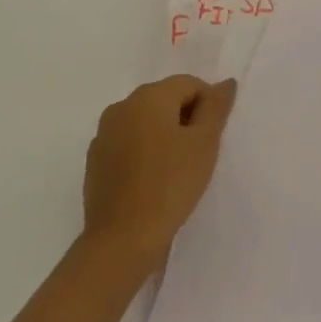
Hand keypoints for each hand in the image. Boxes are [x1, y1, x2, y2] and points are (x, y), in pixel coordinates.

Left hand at [82, 74, 237, 267]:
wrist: (122, 238)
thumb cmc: (170, 185)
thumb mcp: (204, 143)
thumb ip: (216, 107)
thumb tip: (225, 83)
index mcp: (148, 97)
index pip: (189, 84)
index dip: (208, 106)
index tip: (213, 138)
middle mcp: (121, 107)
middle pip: (165, 99)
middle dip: (186, 119)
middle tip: (199, 154)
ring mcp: (103, 135)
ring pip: (145, 122)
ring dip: (165, 135)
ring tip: (177, 169)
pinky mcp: (95, 161)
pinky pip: (128, 144)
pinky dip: (145, 153)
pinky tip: (154, 181)